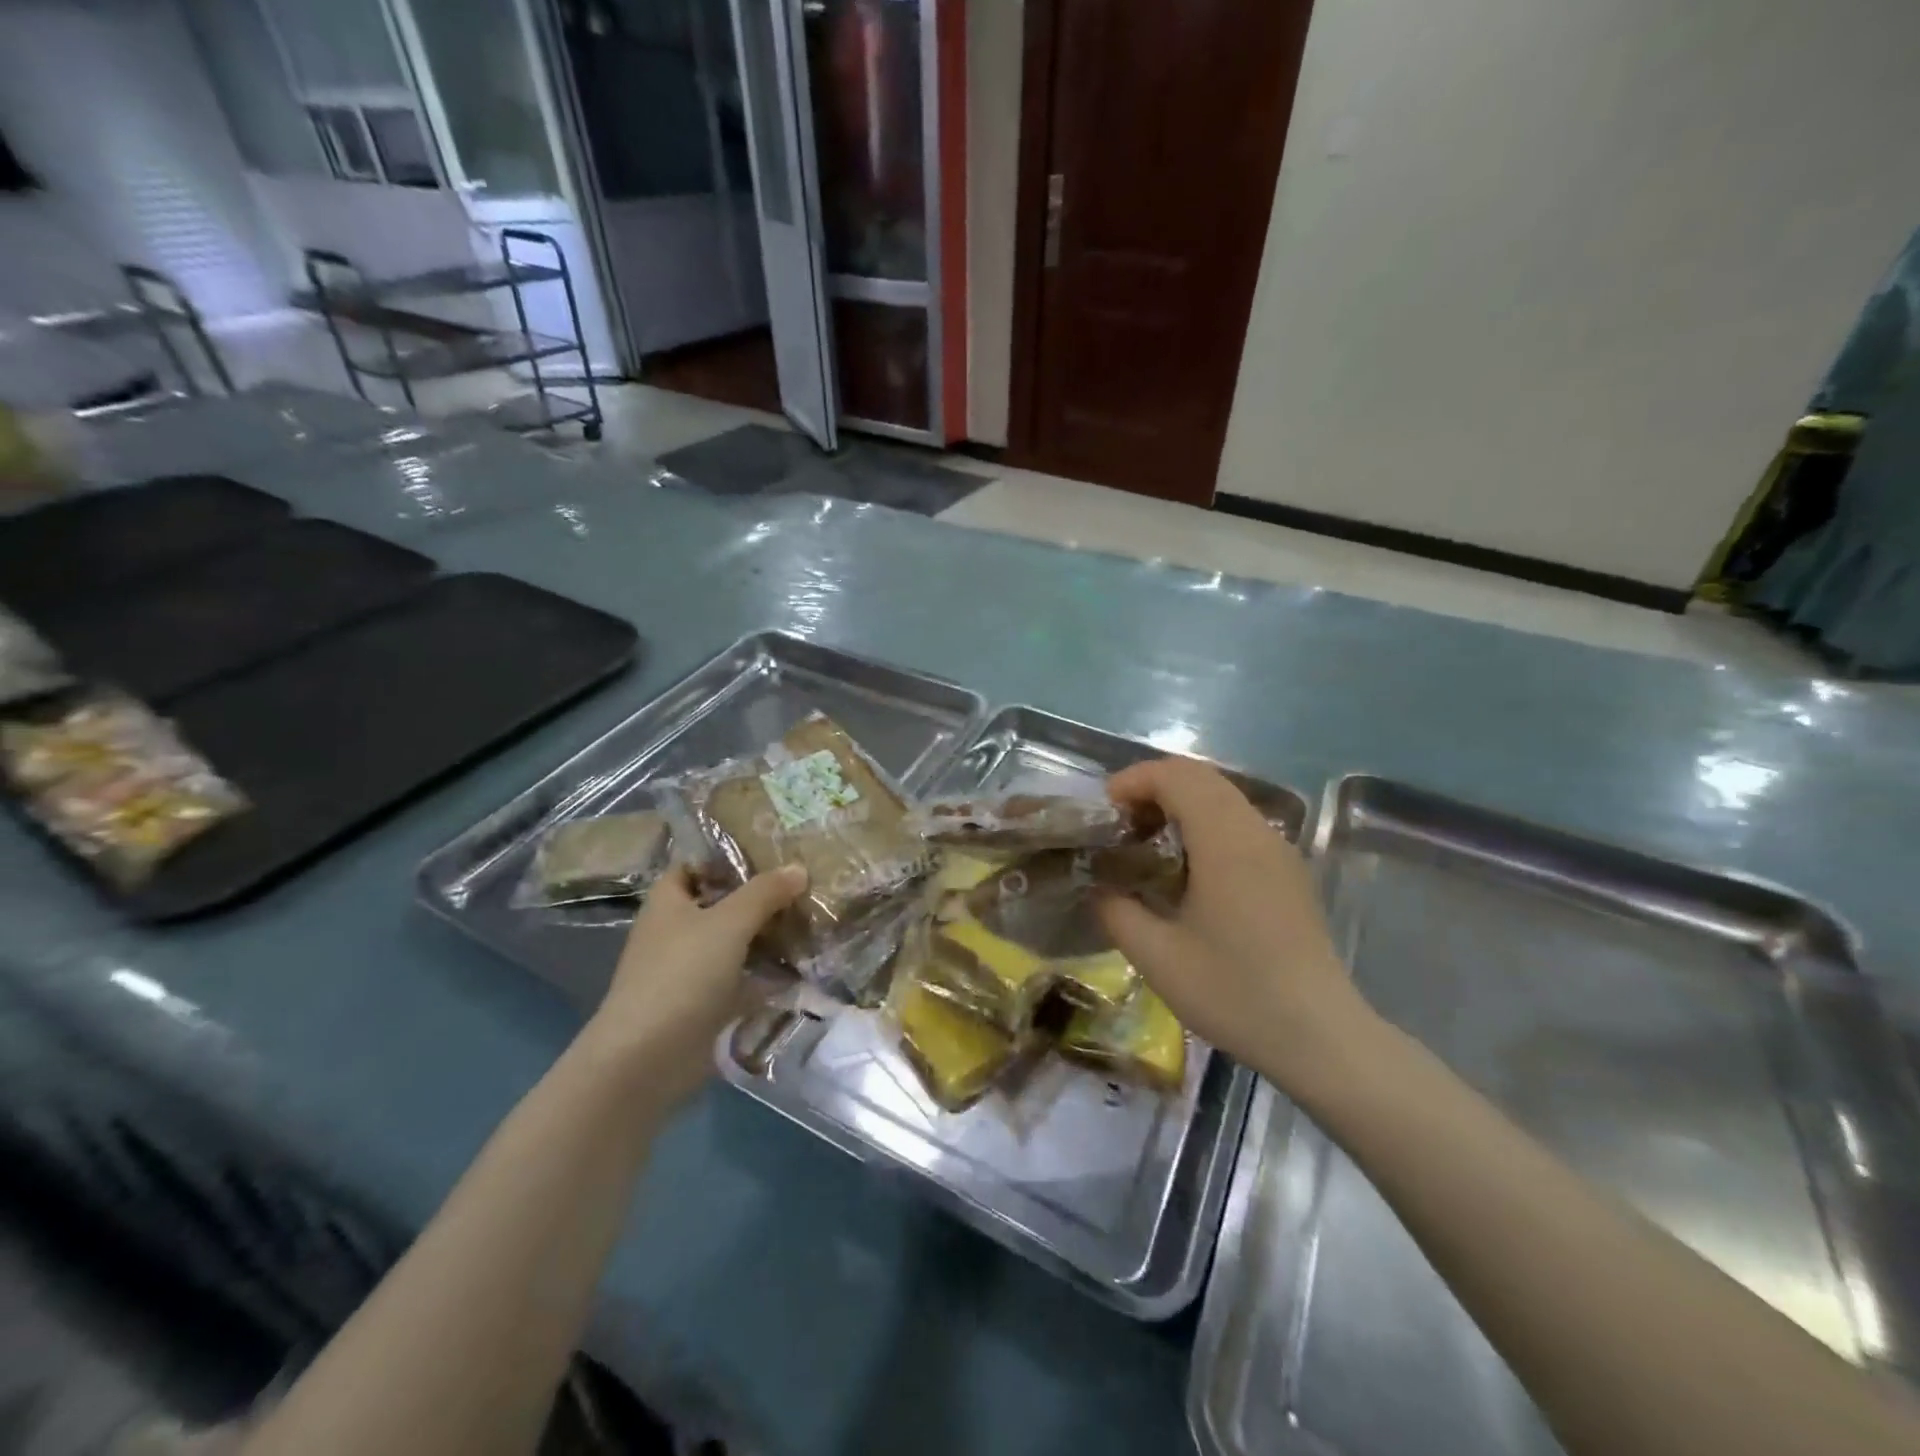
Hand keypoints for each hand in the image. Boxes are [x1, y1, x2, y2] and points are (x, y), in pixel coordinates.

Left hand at [583, 861, 806, 1108]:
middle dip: (758, 896)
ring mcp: (688, 969)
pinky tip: (801, 967)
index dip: (728, 855)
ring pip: (733, 941)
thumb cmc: (682, 974)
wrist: (648, 1058)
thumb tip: (799, 868)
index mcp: (668, 902)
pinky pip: (740, 978)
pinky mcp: (703, 1004)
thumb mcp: (729, 922)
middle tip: (804, 883)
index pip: (696, 864)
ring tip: (811, 920)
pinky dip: (765, 974)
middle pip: (721, 903)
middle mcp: (675, 930)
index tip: (771, 849)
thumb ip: (764, 892)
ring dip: (766, 935)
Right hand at [1097, 758, 1373, 1090]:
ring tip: (1147, 842)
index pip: (1176, 776)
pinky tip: (1187, 869)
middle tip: (1120, 824)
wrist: (1320, 1038)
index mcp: (1225, 842)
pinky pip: (1240, 823)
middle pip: (1201, 778)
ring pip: (1223, 797)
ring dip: (1180, 804)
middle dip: (1153, 788)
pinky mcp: (1289, 871)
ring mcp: (1279, 850)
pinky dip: (1204, 823)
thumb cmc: (1234, 993)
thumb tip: (1099, 887)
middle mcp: (1256, 832)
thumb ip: (1116, 911)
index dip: (1134, 780)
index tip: (1104, 812)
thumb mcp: (1157, 957)